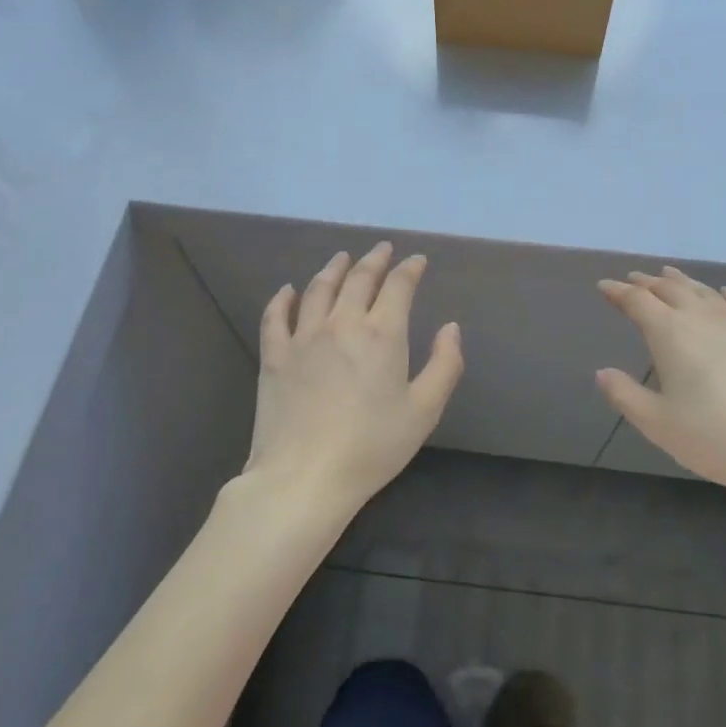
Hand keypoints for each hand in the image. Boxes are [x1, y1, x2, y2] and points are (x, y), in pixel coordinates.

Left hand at [246, 242, 462, 515]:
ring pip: (318, 289)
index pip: (398, 286)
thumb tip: (451, 327)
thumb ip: (445, 364)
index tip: (417, 260)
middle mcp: (343, 322)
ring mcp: (303, 336)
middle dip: (374, 259)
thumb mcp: (424, 411)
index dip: (410, 269)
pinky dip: (283, 298)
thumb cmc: (372, 446)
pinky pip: (276, 315)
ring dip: (333, 268)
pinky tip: (288, 290)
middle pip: (359, 278)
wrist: (305, 477)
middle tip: (382, 249)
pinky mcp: (274, 355)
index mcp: (382, 333)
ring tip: (341, 258)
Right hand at [596, 267, 725, 505]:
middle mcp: (701, 318)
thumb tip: (602, 372)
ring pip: (704, 292)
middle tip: (633, 279)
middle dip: (648, 282)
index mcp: (669, 333)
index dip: (618, 292)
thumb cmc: (714, 437)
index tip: (604, 286)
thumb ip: (625, 395)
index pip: (637, 301)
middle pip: (670, 289)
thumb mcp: (657, 423)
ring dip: (682, 281)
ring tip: (669, 275)